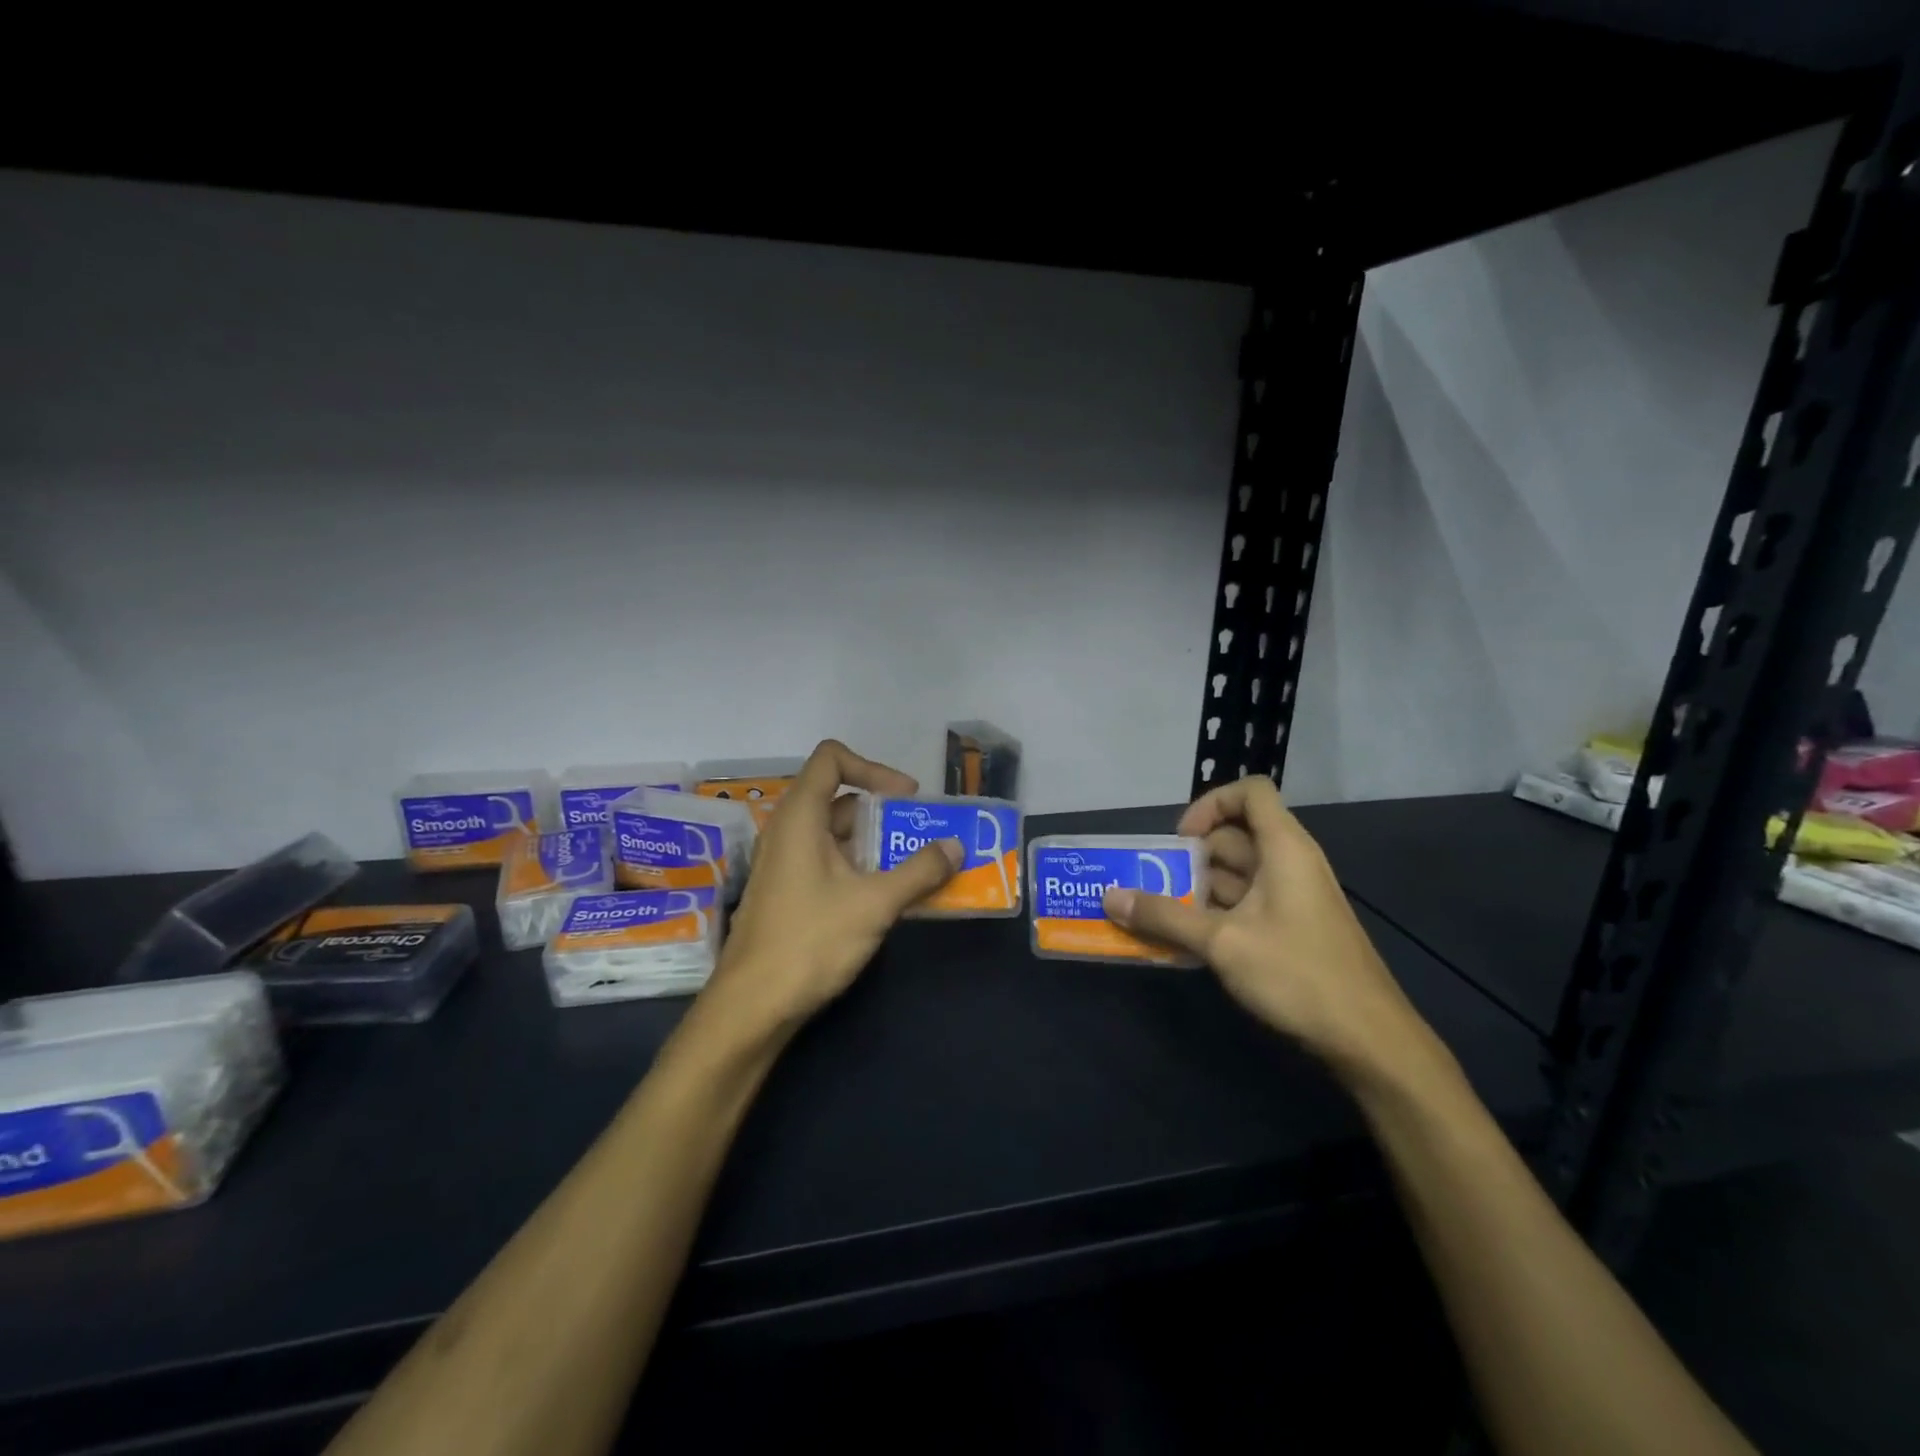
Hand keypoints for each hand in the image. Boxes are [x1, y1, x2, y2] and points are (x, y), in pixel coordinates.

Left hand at [705, 740, 959, 1035]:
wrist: (752, 1007)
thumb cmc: (810, 942)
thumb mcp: (874, 903)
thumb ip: (919, 871)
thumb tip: (955, 847)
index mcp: (800, 817)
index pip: (831, 759)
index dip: (872, 768)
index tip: (906, 799)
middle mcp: (789, 831)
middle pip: (840, 799)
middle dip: (886, 814)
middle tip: (923, 836)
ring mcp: (786, 864)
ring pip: (838, 836)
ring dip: (878, 846)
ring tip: (917, 869)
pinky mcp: (789, 894)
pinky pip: (831, 864)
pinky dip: (862, 869)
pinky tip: (890, 899)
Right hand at [1103, 776, 1429, 1080]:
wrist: (1368, 1039)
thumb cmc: (1297, 974)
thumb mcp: (1222, 942)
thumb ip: (1165, 916)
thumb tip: (1110, 897)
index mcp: (1284, 848)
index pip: (1250, 792)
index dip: (1211, 804)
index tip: (1180, 840)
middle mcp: (1290, 863)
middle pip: (1235, 836)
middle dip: (1190, 856)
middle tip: (1154, 883)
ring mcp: (1292, 898)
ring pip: (1236, 875)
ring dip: (1197, 889)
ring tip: (1159, 914)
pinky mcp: (1291, 928)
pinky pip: (1245, 904)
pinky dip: (1214, 913)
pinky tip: (1187, 942)